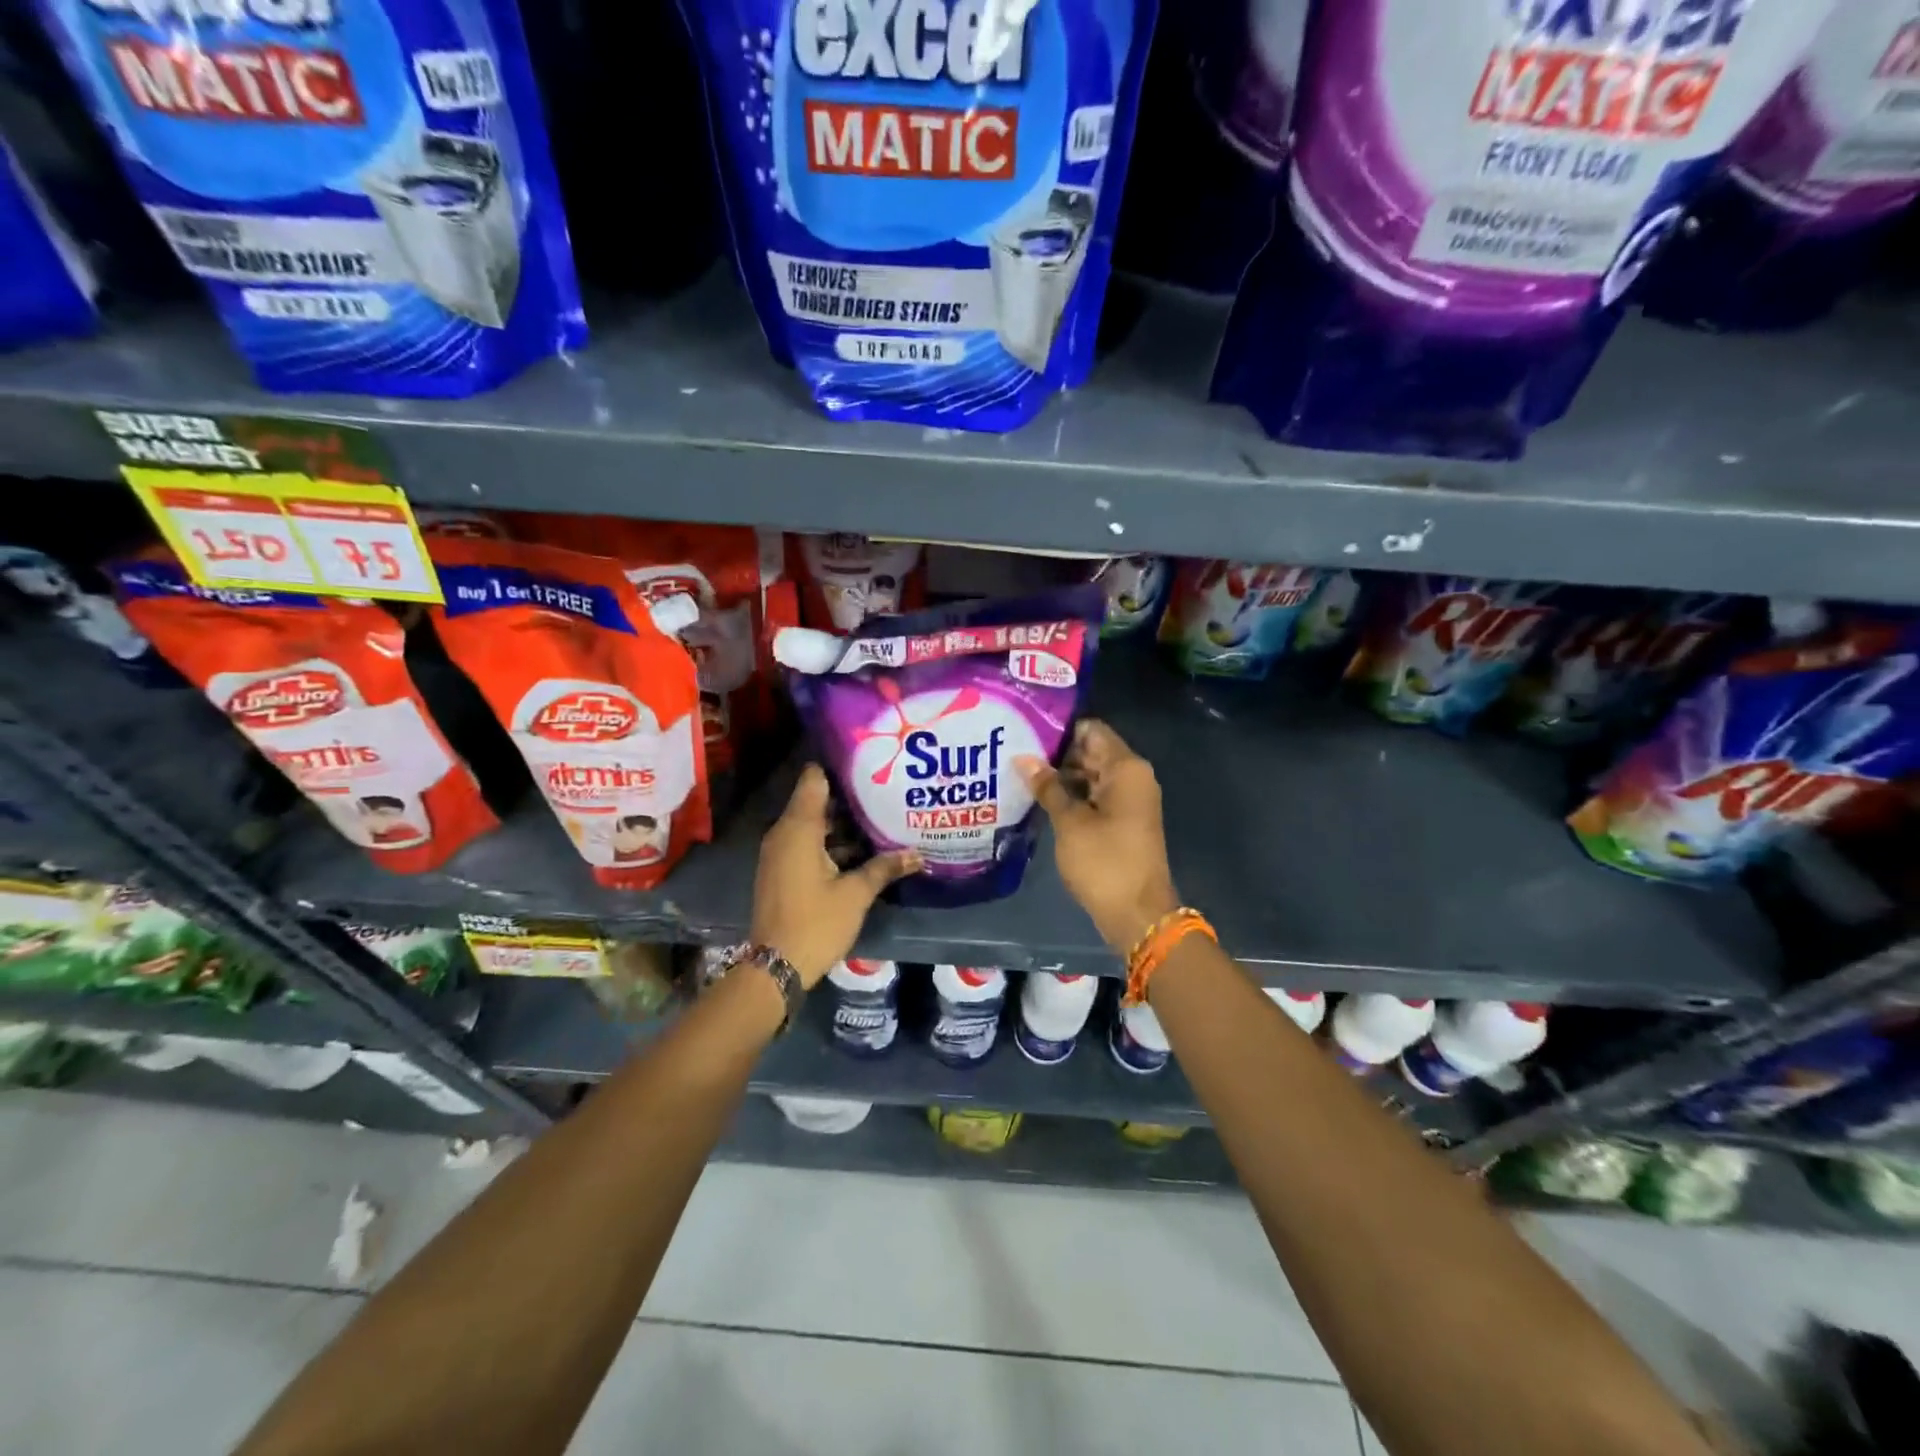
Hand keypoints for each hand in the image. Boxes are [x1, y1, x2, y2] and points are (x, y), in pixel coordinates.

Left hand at [750, 764, 920, 985]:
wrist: (775, 967)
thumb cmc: (816, 923)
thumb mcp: (856, 894)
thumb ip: (885, 868)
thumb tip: (918, 854)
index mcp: (799, 829)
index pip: (814, 779)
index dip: (838, 768)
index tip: (868, 764)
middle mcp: (784, 833)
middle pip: (816, 801)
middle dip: (848, 798)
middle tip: (884, 792)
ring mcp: (779, 853)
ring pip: (812, 824)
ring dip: (841, 824)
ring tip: (879, 819)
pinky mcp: (781, 870)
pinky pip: (806, 843)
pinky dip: (829, 842)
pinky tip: (860, 851)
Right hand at [1018, 719, 1179, 952]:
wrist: (1137, 914)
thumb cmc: (1104, 862)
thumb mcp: (1070, 822)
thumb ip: (1047, 786)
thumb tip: (1022, 758)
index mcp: (1126, 768)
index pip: (1092, 730)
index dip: (1060, 728)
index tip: (1026, 729)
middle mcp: (1132, 777)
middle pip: (1091, 751)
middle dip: (1056, 753)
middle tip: (1014, 751)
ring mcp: (1129, 801)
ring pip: (1091, 775)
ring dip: (1061, 776)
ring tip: (1019, 773)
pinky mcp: (1122, 821)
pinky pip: (1095, 797)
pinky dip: (1072, 796)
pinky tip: (1040, 798)